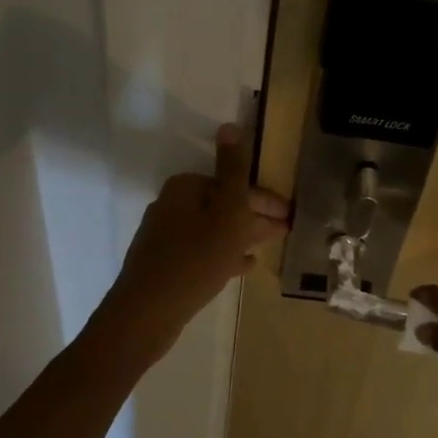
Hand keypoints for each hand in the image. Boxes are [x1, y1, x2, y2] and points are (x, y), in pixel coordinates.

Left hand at [98, 123, 290, 354]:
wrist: (148, 312)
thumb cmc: (196, 257)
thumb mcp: (226, 211)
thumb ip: (232, 170)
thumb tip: (229, 125)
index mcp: (185, 188)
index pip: (234, 185)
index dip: (265, 200)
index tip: (289, 216)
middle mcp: (171, 206)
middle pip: (223, 206)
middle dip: (254, 217)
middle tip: (283, 232)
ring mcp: (165, 237)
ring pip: (214, 230)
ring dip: (241, 236)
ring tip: (268, 247)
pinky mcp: (164, 264)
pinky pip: (202, 252)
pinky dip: (223, 254)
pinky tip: (243, 267)